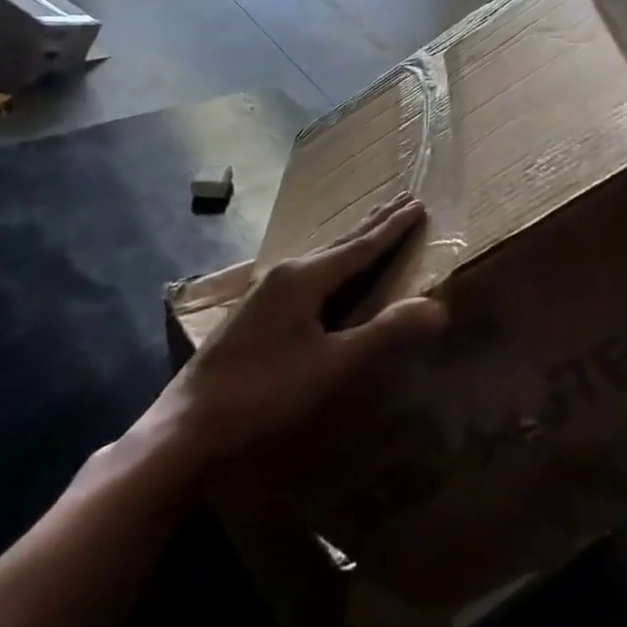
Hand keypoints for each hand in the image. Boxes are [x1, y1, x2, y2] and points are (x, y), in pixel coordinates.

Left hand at [138, 195, 446, 475]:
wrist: (188, 426)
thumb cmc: (265, 392)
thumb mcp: (332, 365)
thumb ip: (383, 332)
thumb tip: (438, 306)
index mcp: (305, 278)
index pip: (361, 247)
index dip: (393, 228)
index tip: (418, 203)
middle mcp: (285, 274)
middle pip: (339, 244)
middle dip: (373, 224)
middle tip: (401, 200)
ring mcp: (265, 292)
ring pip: (320, 258)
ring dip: (350, 243)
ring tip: (370, 228)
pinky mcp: (255, 311)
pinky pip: (306, 275)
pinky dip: (331, 264)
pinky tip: (326, 274)